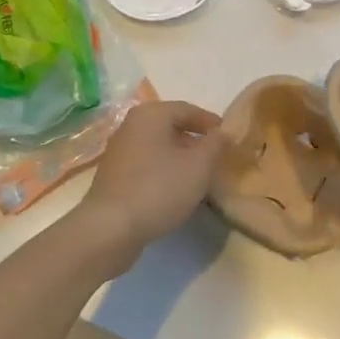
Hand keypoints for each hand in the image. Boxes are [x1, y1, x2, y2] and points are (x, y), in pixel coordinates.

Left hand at [73, 101, 226, 276]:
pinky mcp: (114, 175)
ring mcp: (119, 151)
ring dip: (180, 158)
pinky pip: (147, 164)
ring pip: (159, 147)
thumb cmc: (159, 189)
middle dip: (196, 142)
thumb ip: (217, 144)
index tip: (230, 140)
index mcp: (151, 114)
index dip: (212, 123)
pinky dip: (164, 172)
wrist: (110, 228)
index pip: (189, 109)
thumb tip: (224, 133)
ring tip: (199, 178)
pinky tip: (174, 191)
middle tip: (217, 160)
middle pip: (172, 127)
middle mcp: (131, 125)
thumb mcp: (199, 166)